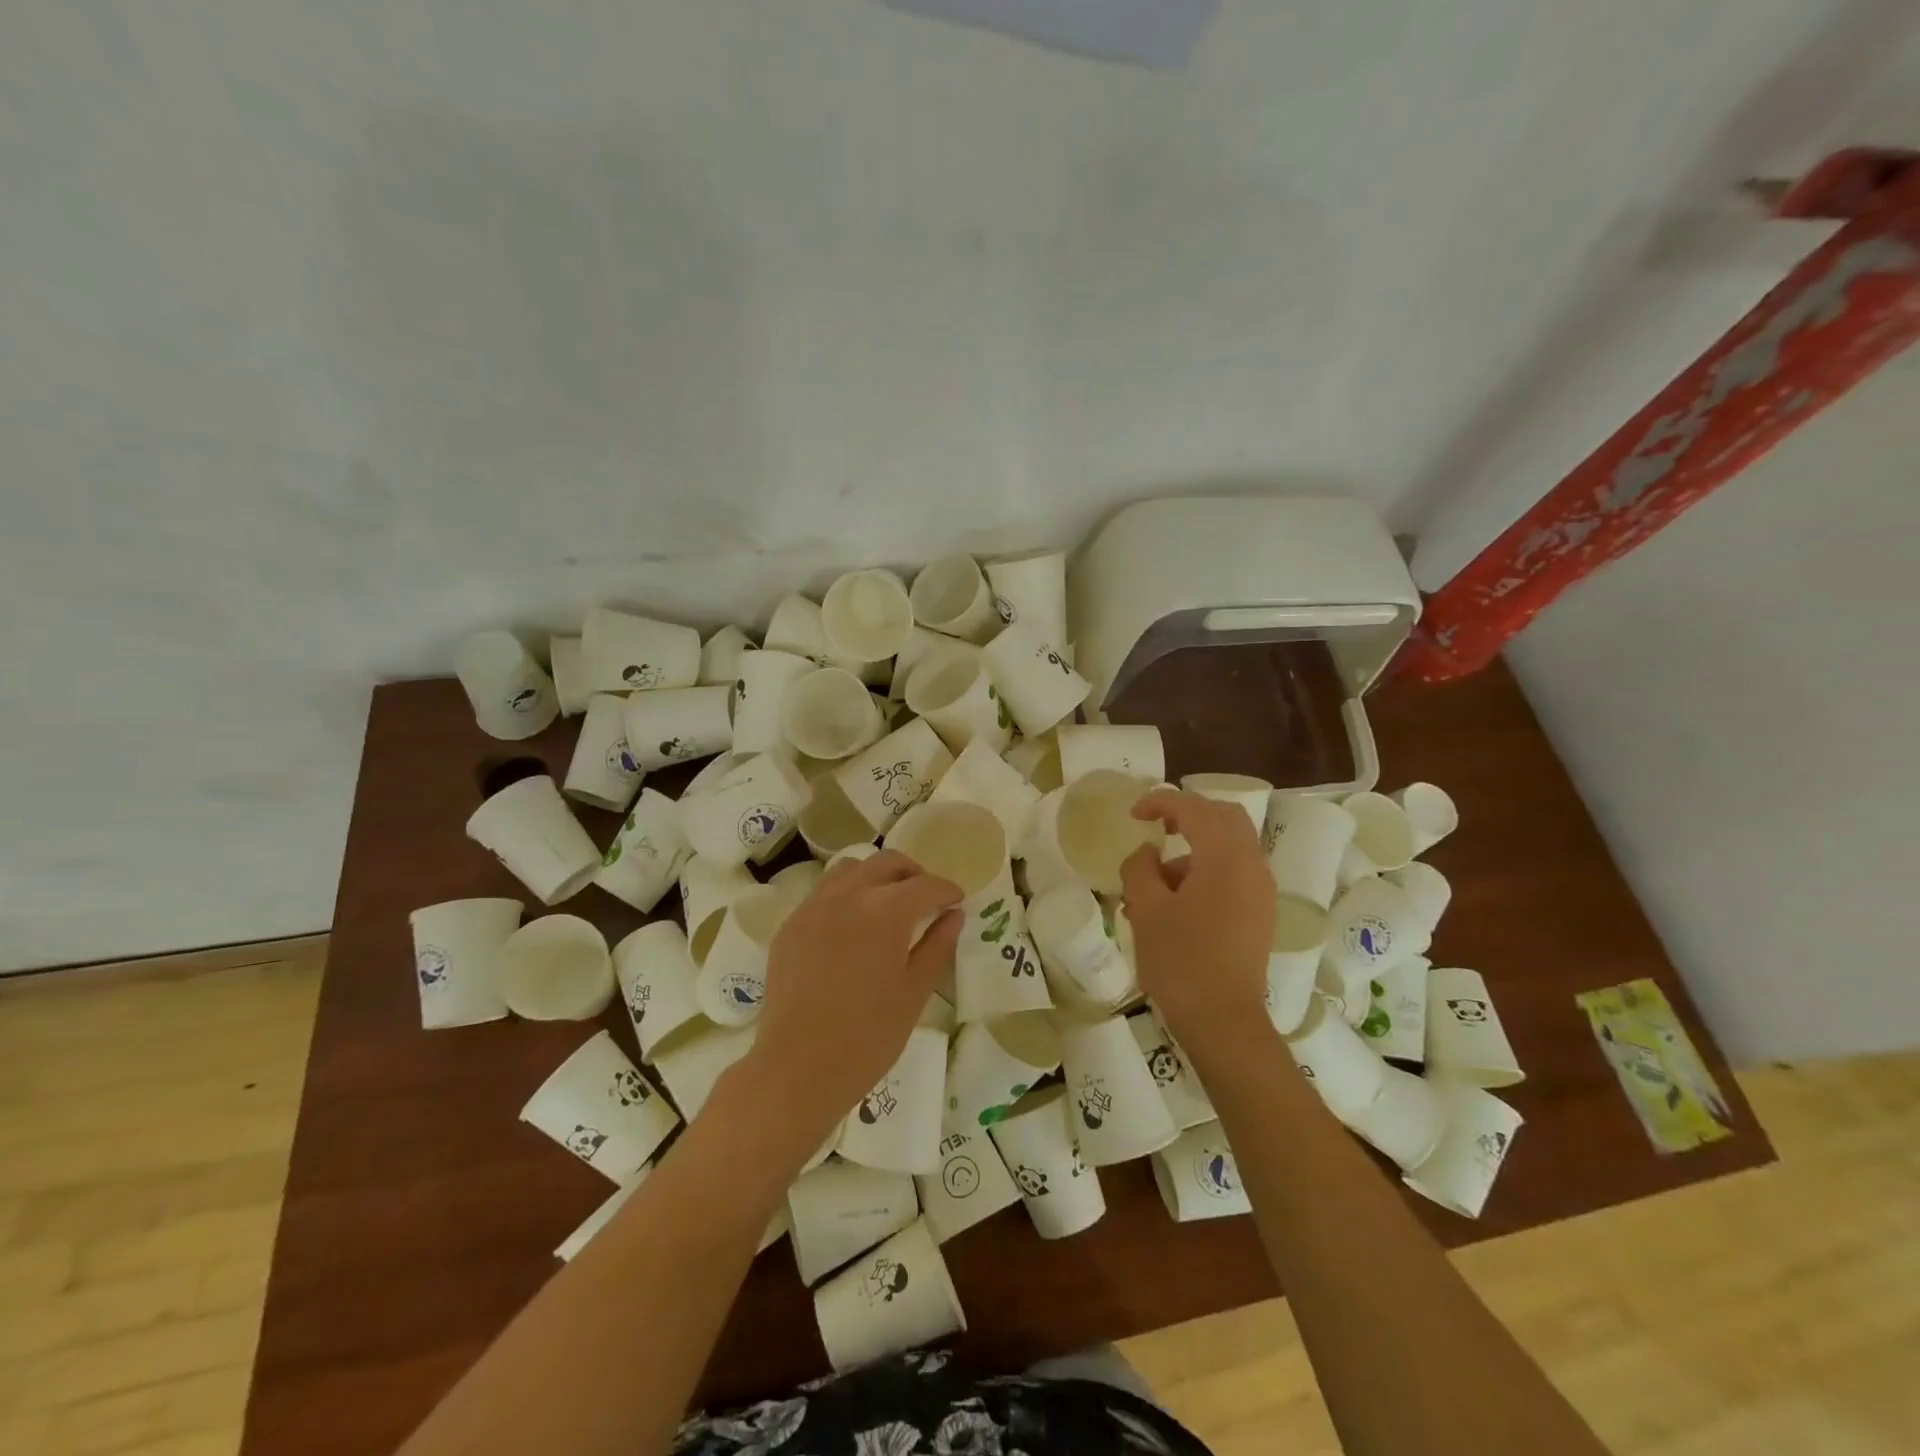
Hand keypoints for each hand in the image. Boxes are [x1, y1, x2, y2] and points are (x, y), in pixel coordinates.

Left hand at [739, 851, 961, 1143]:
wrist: (798, 1068)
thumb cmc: (868, 1037)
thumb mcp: (914, 992)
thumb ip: (937, 946)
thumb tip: (954, 915)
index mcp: (885, 911)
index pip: (925, 885)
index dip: (946, 890)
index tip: (957, 900)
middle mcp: (848, 895)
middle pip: (886, 863)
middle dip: (913, 874)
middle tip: (926, 898)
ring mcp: (813, 907)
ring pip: (850, 869)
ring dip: (875, 876)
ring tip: (888, 903)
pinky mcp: (791, 925)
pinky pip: (823, 893)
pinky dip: (846, 894)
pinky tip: (852, 925)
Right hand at [1121, 790, 1276, 1056]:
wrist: (1223, 1021)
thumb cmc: (1180, 961)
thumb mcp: (1146, 909)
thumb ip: (1140, 868)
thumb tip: (1146, 853)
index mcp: (1225, 858)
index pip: (1194, 808)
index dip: (1160, 802)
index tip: (1133, 815)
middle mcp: (1252, 866)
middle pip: (1224, 817)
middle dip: (1188, 815)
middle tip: (1157, 827)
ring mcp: (1261, 891)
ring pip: (1229, 848)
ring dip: (1193, 851)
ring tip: (1151, 888)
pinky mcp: (1261, 914)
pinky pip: (1234, 874)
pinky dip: (1206, 873)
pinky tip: (1174, 906)